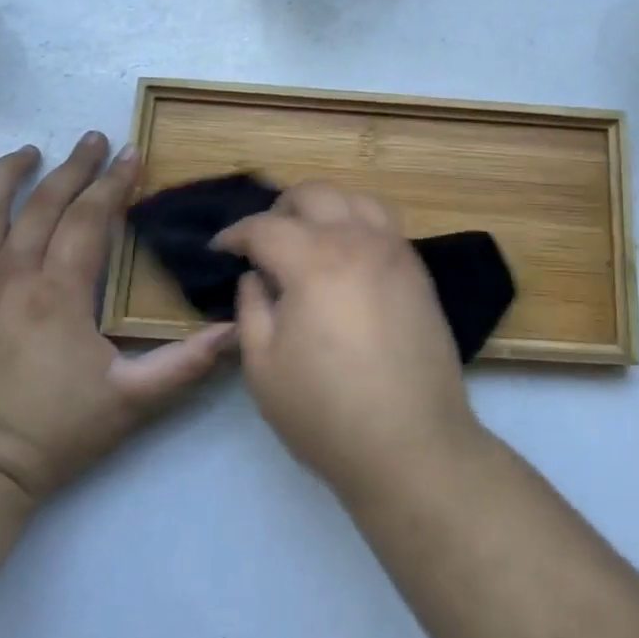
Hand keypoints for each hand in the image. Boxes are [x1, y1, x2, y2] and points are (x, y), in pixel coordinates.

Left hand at [0, 135, 235, 502]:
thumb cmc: (55, 433)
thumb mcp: (132, 401)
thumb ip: (187, 363)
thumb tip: (237, 329)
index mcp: (58, 293)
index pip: (88, 219)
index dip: (112, 183)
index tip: (131, 154)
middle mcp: (10, 278)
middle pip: (41, 205)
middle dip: (72, 167)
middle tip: (94, 139)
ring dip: (6, 176)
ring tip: (28, 151)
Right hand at [213, 184, 479, 502]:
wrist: (412, 443)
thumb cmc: (326, 412)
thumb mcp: (264, 368)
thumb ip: (252, 309)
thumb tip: (256, 276)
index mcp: (314, 261)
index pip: (265, 227)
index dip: (235, 234)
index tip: (220, 248)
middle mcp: (358, 241)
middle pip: (315, 194)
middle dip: (281, 209)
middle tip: (264, 239)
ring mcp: (395, 251)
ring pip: (357, 199)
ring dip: (326, 207)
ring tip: (309, 237)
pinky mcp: (418, 271)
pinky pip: (385, 224)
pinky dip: (358, 223)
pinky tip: (347, 256)